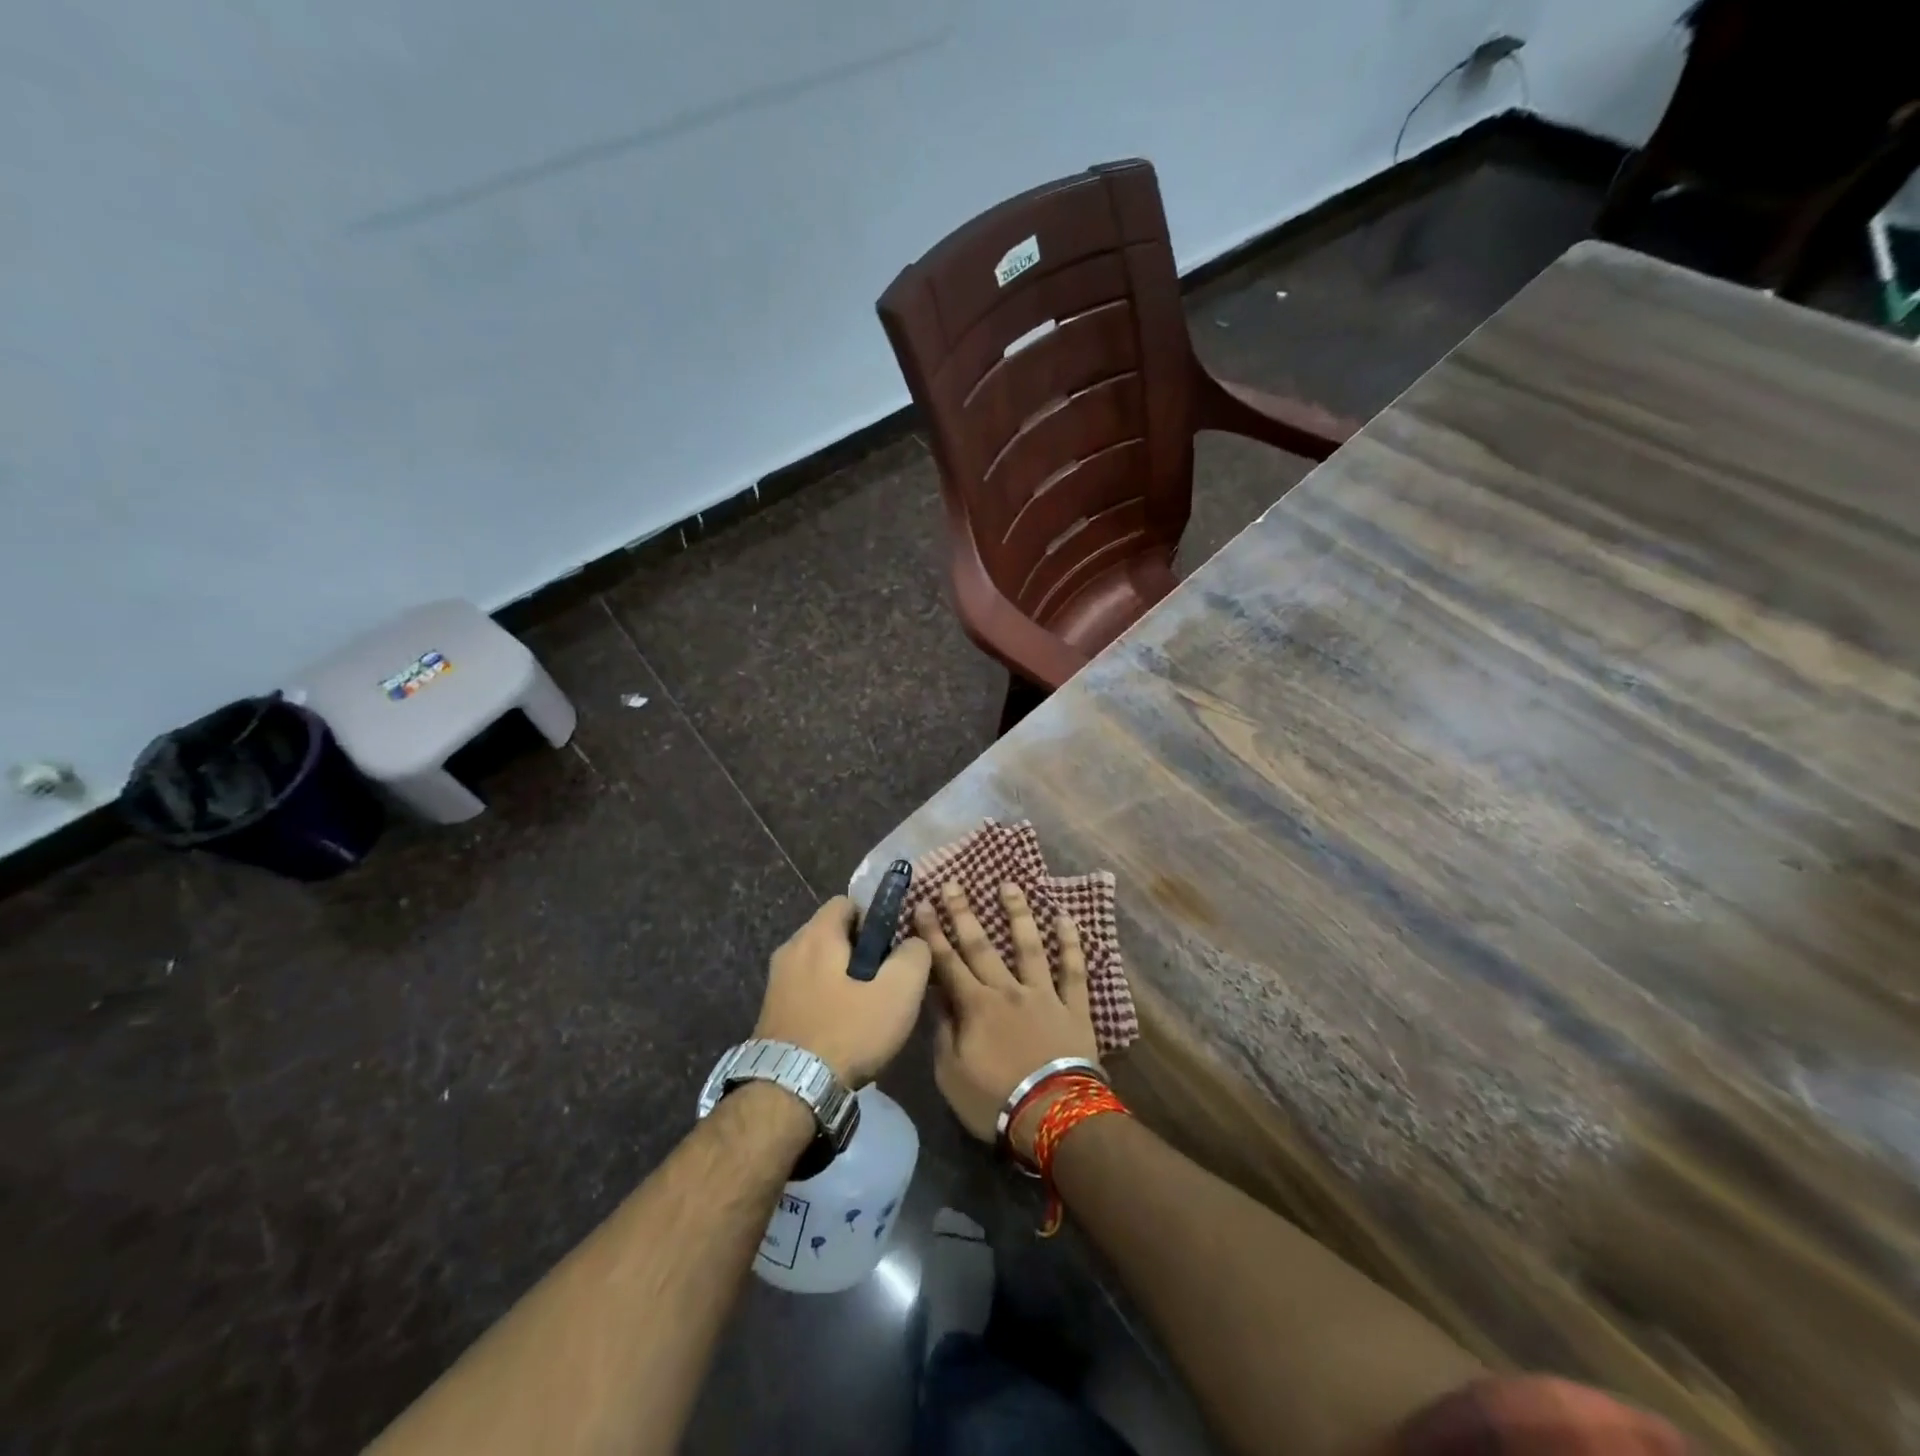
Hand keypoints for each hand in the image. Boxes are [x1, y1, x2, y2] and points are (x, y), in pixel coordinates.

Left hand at [754, 898, 931, 1085]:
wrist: (788, 1092)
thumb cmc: (848, 1032)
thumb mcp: (899, 991)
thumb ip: (914, 955)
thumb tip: (914, 942)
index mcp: (817, 935)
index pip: (847, 902)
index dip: (874, 918)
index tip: (891, 947)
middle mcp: (790, 949)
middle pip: (832, 933)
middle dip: (859, 951)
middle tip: (884, 981)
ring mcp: (775, 982)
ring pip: (819, 964)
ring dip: (842, 978)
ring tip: (865, 1010)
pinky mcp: (770, 1012)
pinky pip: (806, 990)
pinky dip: (824, 999)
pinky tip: (841, 1029)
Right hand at [917, 882, 1097, 1160]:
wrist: (1053, 1116)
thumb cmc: (994, 1101)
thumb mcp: (950, 1074)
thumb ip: (943, 1031)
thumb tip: (934, 996)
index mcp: (975, 1006)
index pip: (946, 962)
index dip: (932, 932)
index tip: (923, 903)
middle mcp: (1007, 990)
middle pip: (981, 946)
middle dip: (964, 913)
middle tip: (954, 883)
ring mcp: (1043, 994)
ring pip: (1028, 946)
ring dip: (1017, 913)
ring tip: (1009, 885)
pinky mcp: (1073, 1006)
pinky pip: (1073, 970)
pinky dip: (1070, 943)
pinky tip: (1065, 917)